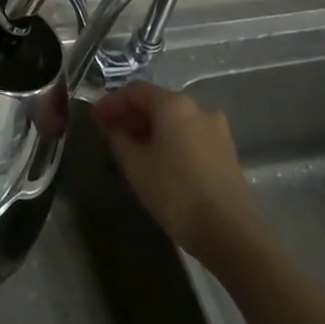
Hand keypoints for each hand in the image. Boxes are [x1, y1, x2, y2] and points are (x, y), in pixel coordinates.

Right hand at [92, 82, 260, 253]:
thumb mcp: (135, 165)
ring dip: (150, 128)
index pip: (135, 91)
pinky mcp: (226, 151)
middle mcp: (199, 109)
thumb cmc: (175, 192)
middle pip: (157, 102)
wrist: (230, 232)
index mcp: (174, 105)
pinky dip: (169, 139)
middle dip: (131, 115)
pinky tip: (157, 159)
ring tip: (130, 148)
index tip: (94, 118)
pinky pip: (189, 135)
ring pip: (175, 120)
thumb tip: (113, 128)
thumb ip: (118, 139)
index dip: (112, 102)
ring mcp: (217, 130)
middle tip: (109, 132)